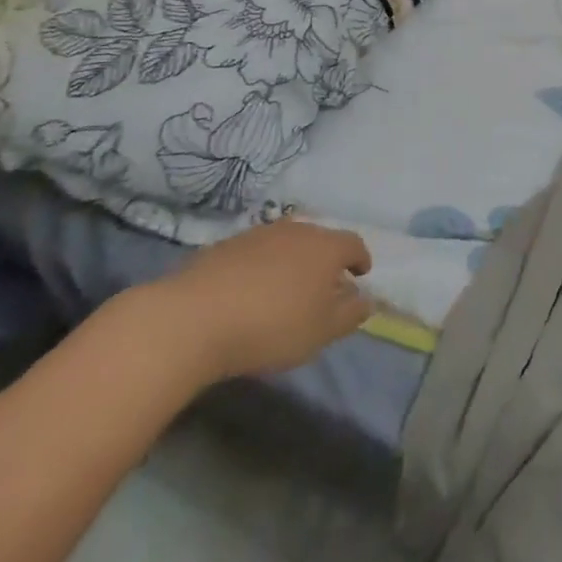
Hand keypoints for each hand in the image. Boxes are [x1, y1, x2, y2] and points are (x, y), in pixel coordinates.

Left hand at [145, 221, 373, 383]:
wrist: (195, 318)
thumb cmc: (272, 325)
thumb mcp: (321, 331)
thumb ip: (351, 314)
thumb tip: (366, 299)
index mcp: (326, 246)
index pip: (354, 244)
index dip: (360, 260)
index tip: (359, 276)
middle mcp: (297, 230)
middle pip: (320, 239)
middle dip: (325, 260)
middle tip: (322, 287)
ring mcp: (259, 233)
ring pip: (286, 243)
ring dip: (291, 261)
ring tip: (284, 290)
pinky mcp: (226, 244)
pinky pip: (255, 253)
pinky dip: (260, 267)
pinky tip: (248, 292)